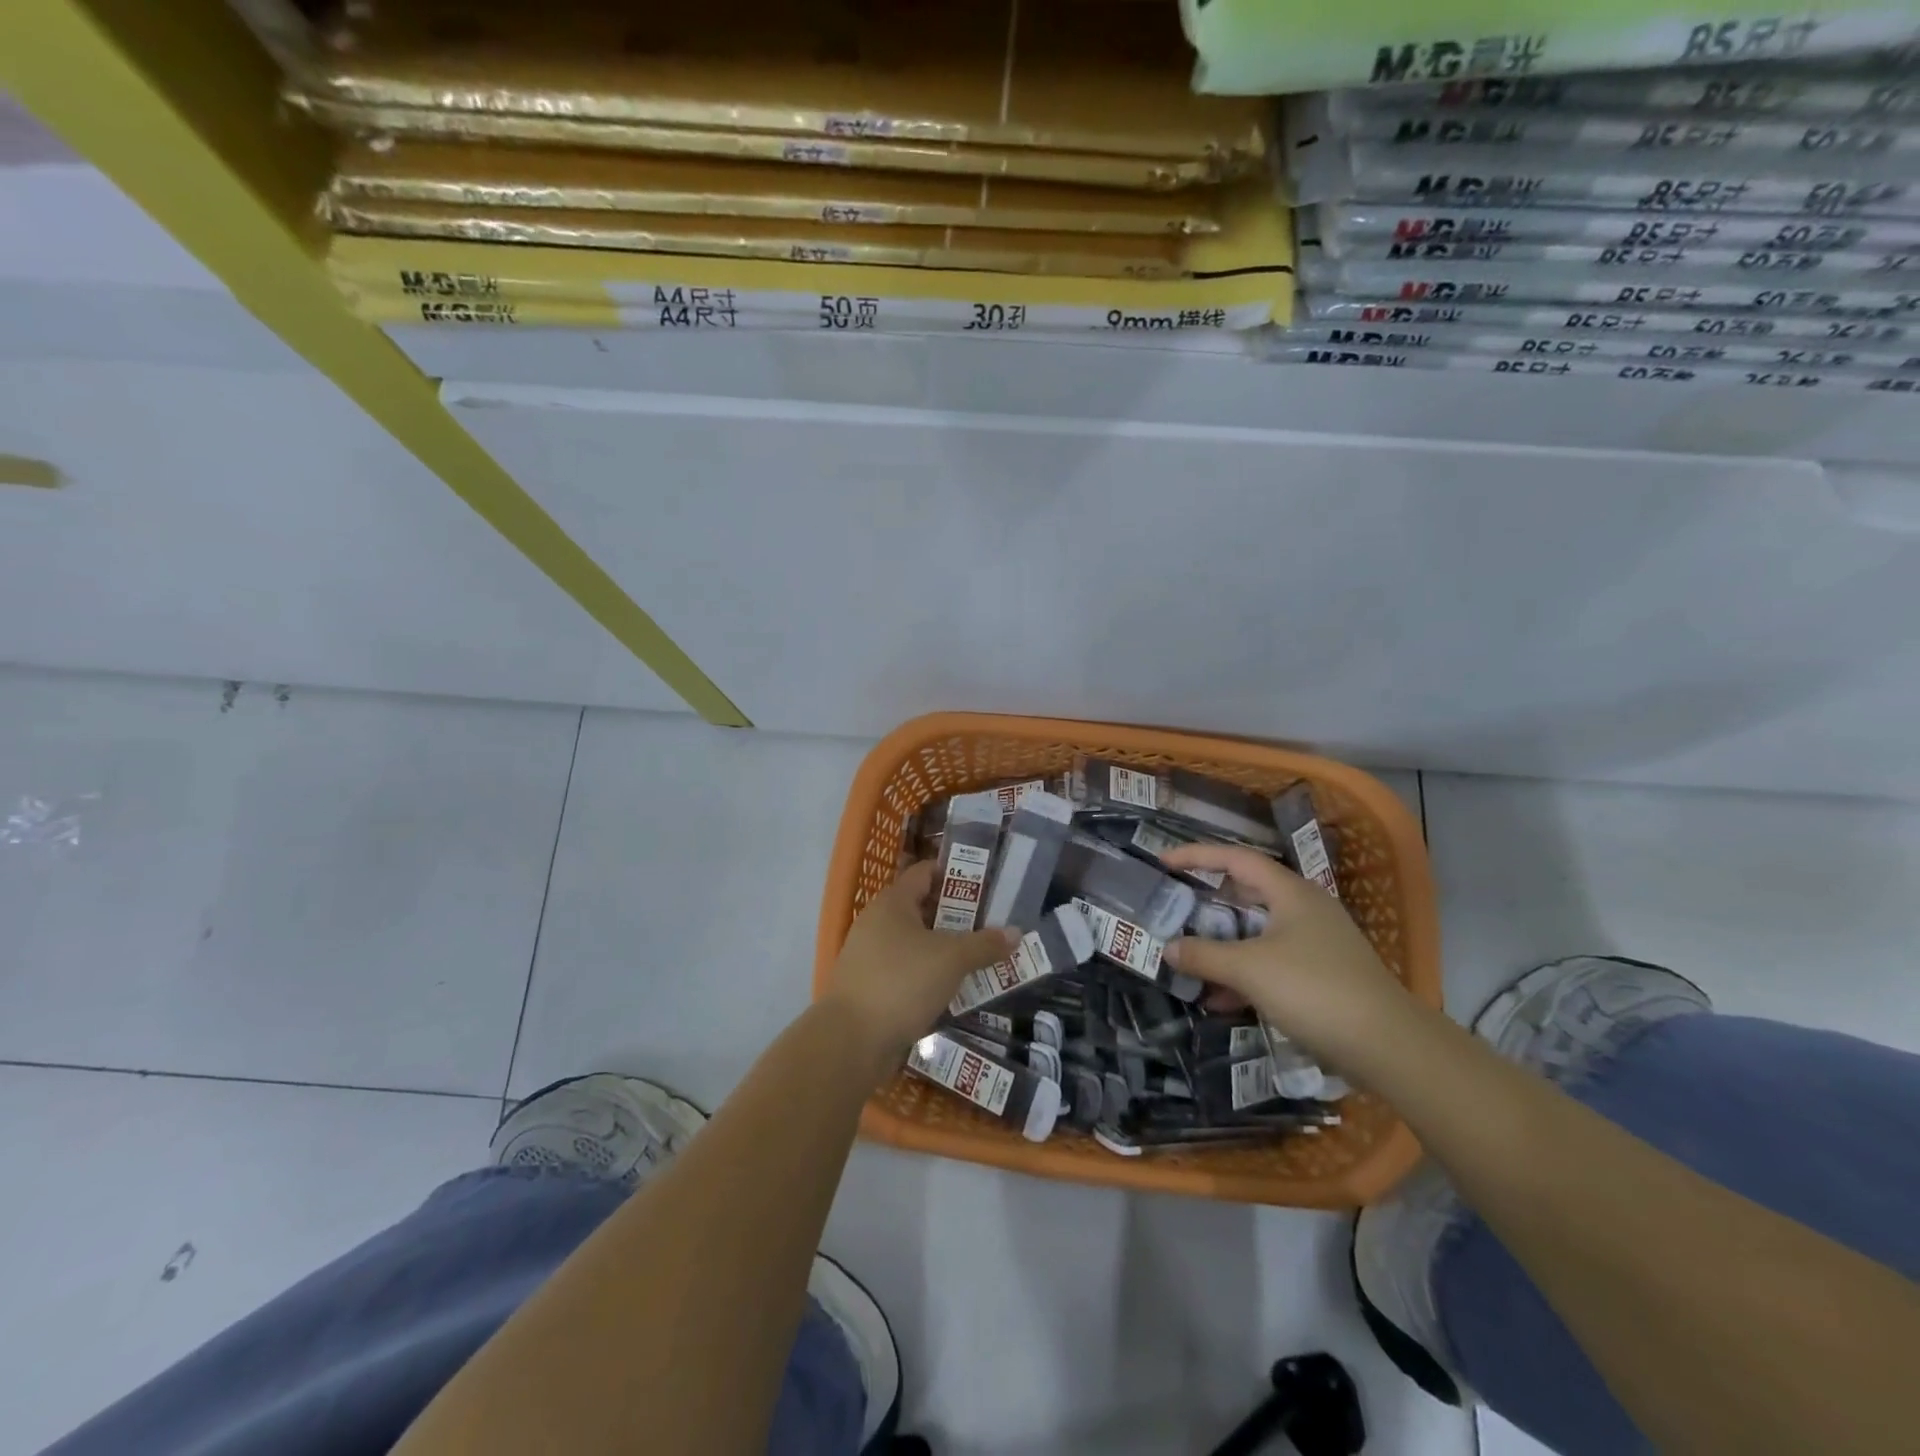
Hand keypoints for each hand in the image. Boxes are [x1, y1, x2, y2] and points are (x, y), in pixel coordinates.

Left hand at [822, 860, 1018, 1078]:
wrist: (851, 1040)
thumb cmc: (902, 982)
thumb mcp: (951, 960)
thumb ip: (984, 944)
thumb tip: (1015, 932)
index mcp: (892, 902)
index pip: (925, 872)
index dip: (954, 874)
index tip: (985, 883)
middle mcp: (877, 922)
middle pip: (922, 908)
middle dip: (957, 916)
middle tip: (991, 923)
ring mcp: (870, 955)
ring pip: (916, 943)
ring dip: (945, 949)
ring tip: (980, 957)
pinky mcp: (870, 986)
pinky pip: (907, 971)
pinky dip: (930, 975)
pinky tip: (954, 988)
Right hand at [1160, 843, 1410, 1066]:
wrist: (1389, 1046)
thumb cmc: (1313, 989)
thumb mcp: (1249, 969)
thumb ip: (1204, 955)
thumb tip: (1168, 948)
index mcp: (1290, 892)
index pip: (1235, 859)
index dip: (1196, 855)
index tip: (1163, 862)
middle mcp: (1304, 909)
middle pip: (1246, 894)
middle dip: (1207, 903)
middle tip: (1174, 909)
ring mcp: (1316, 943)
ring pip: (1257, 932)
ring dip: (1223, 944)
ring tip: (1189, 959)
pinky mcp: (1322, 975)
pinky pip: (1270, 962)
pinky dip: (1243, 973)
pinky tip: (1220, 1000)